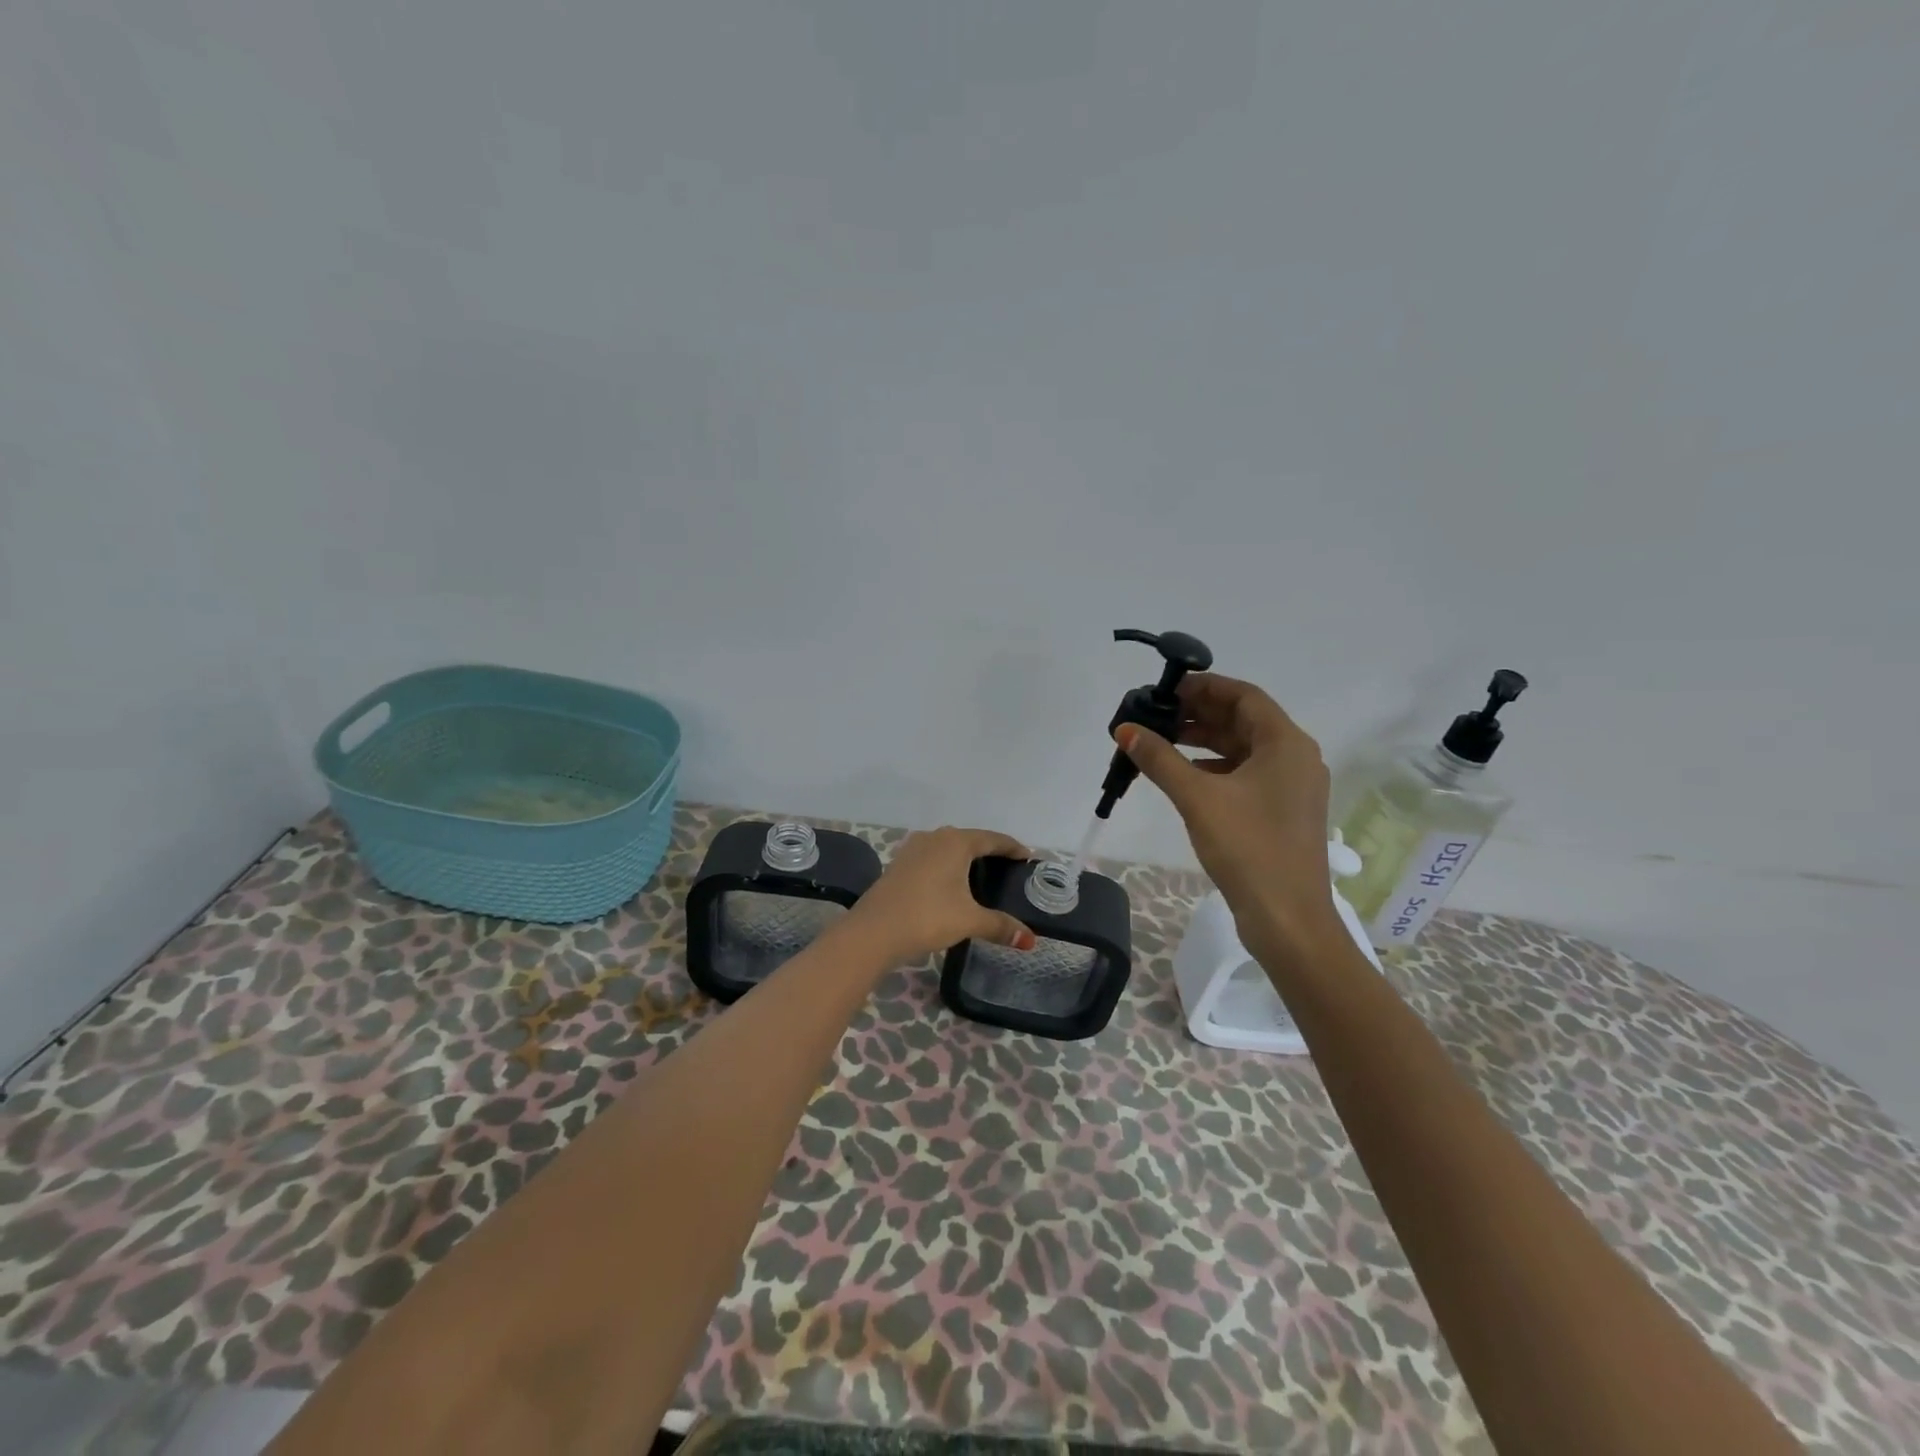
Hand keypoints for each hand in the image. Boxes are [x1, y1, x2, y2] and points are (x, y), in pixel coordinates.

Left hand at [846, 827, 1037, 964]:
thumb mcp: (969, 920)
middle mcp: (935, 837)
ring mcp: (913, 849)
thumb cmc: (928, 916)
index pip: (992, 839)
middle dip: (990, 851)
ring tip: (981, 876)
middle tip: (1008, 869)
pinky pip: (932, 859)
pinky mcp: (899, 864)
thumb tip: (1029, 939)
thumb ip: (1000, 925)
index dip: (1012, 847)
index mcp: (956, 842)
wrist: (873, 931)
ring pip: (948, 848)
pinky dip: (947, 867)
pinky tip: (950, 885)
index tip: (1027, 857)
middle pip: (970, 840)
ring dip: (965, 859)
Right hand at [1116, 674, 1342, 962]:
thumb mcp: (1197, 797)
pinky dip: (1215, 768)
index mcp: (1286, 743)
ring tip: (1162, 742)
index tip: (1165, 689)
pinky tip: (1184, 776)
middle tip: (1156, 716)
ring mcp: (1292, 786)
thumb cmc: (1248, 848)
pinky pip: (1247, 774)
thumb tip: (1125, 729)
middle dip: (1199, 714)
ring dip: (1204, 741)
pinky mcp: (1282, 811)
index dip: (1204, 687)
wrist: (1287, 918)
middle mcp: (1295, 757)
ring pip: (1244, 749)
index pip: (1244, 696)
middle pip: (1244, 720)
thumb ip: (1160, 759)